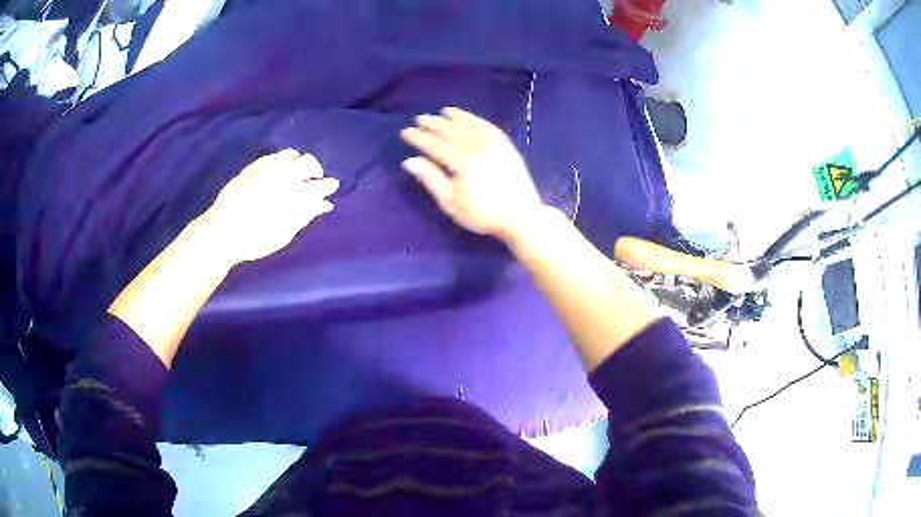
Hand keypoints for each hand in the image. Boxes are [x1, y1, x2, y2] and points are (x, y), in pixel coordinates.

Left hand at [201, 149, 338, 263]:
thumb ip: (305, 216)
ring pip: (292, 154)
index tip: (331, 187)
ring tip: (295, 173)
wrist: (223, 231)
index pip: (319, 185)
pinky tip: (278, 171)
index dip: (328, 186)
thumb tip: (324, 204)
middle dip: (315, 170)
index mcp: (294, 196)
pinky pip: (274, 155)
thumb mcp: (284, 234)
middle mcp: (283, 176)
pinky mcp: (253, 166)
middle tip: (314, 180)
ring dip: (298, 162)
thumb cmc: (255, 240)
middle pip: (308, 163)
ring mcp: (267, 168)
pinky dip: (282, 161)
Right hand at [400, 107, 544, 242]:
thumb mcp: (450, 202)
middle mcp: (477, 147)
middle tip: (419, 118)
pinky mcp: (506, 146)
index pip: (435, 144)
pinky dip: (475, 120)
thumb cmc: (482, 213)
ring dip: (455, 117)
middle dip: (434, 124)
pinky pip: (488, 127)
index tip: (405, 132)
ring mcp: (494, 144)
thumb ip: (430, 178)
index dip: (419, 137)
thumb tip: (409, 160)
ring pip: (470, 125)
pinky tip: (468, 118)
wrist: (520, 216)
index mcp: (462, 161)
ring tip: (442, 112)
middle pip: (451, 131)